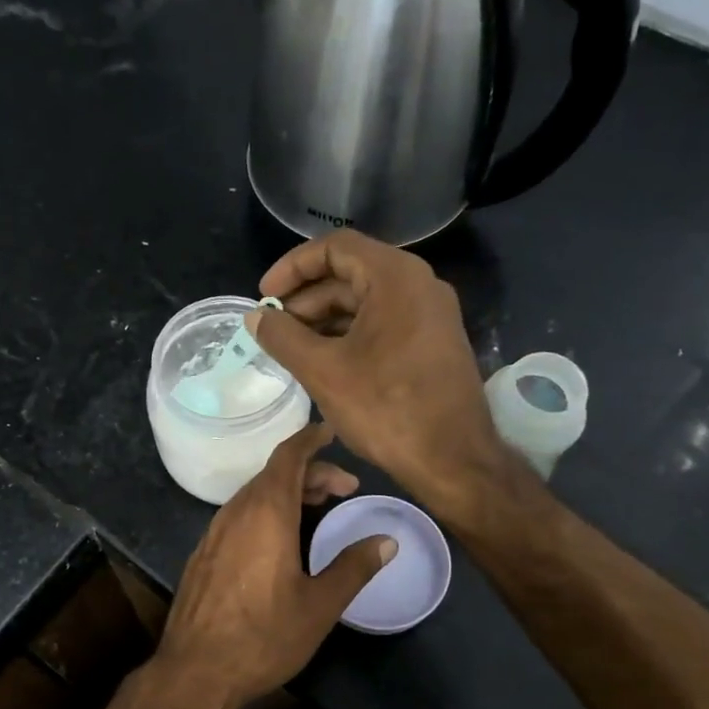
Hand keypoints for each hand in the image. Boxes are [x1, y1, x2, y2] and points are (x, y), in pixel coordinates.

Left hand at [153, 423, 395, 708]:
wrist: (195, 671)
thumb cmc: (264, 637)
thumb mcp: (320, 605)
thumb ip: (354, 567)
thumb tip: (386, 541)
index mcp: (266, 513)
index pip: (289, 457)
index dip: (311, 440)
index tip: (331, 431)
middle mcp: (236, 512)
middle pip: (274, 474)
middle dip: (311, 472)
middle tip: (346, 489)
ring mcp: (214, 532)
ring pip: (255, 494)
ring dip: (288, 492)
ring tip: (318, 507)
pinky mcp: (204, 553)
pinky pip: (240, 514)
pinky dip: (267, 510)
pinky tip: (281, 537)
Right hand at [247, 230, 508, 508]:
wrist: (453, 460)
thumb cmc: (386, 408)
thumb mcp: (323, 371)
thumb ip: (283, 337)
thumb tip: (256, 317)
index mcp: (395, 278)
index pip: (334, 248)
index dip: (292, 267)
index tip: (265, 296)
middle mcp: (419, 286)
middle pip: (351, 273)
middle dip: (306, 298)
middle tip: (273, 329)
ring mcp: (430, 315)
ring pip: (366, 302)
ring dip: (325, 320)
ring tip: (291, 348)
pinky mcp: (433, 343)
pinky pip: (383, 324)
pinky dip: (349, 335)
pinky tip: (324, 361)